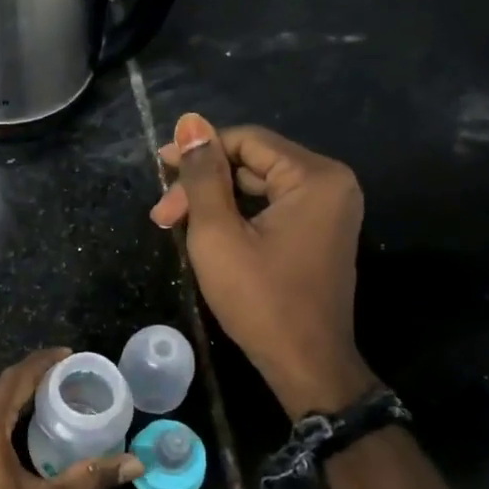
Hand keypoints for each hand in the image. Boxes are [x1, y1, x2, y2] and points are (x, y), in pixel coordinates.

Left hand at [0, 348, 142, 488]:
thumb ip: (91, 478)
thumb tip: (136, 463)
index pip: (18, 377)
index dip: (45, 362)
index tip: (73, 356)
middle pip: (1, 387)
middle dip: (34, 379)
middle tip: (73, 380)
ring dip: (17, 398)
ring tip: (55, 399)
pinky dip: (1, 416)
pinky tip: (25, 428)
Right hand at [150, 114, 375, 419]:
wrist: (305, 365)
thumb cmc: (260, 300)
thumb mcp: (218, 234)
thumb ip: (203, 175)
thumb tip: (189, 123)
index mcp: (315, 177)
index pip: (246, 141)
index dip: (198, 151)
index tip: (158, 171)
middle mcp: (330, 183)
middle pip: (253, 162)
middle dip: (204, 183)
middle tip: (163, 214)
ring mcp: (329, 209)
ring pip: (259, 186)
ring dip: (215, 201)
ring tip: (175, 224)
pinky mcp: (319, 232)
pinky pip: (272, 207)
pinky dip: (238, 215)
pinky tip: (206, 232)